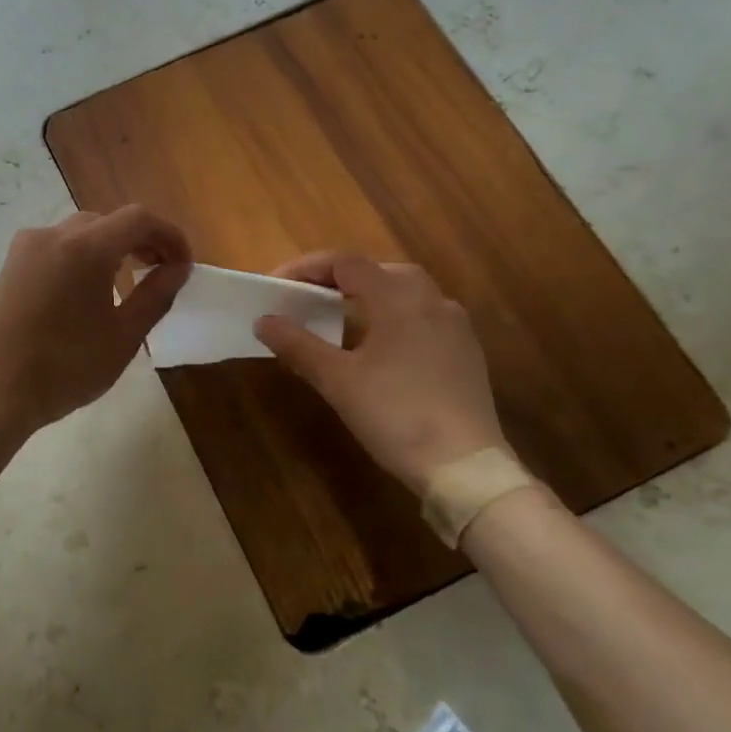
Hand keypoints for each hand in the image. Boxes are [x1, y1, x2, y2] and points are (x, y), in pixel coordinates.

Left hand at [0, 206, 191, 435]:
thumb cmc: (68, 368)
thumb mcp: (125, 335)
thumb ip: (156, 294)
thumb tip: (178, 268)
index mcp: (85, 248)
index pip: (139, 219)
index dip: (169, 236)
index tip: (183, 264)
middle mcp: (54, 235)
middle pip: (109, 221)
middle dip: (141, 240)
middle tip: (160, 272)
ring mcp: (27, 247)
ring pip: (81, 231)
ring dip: (111, 246)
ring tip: (127, 279)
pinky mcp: (12, 264)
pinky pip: (56, 245)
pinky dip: (81, 254)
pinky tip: (87, 288)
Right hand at [254, 252, 507, 498]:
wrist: (466, 468)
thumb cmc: (396, 415)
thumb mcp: (338, 381)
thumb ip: (298, 345)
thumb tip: (264, 320)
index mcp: (398, 298)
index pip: (345, 262)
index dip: (306, 267)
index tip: (277, 286)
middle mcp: (431, 300)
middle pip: (377, 270)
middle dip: (338, 279)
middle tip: (306, 300)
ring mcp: (455, 325)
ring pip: (405, 292)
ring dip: (368, 296)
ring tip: (339, 320)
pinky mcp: (466, 351)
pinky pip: (423, 316)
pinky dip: (393, 317)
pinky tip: (380, 347)